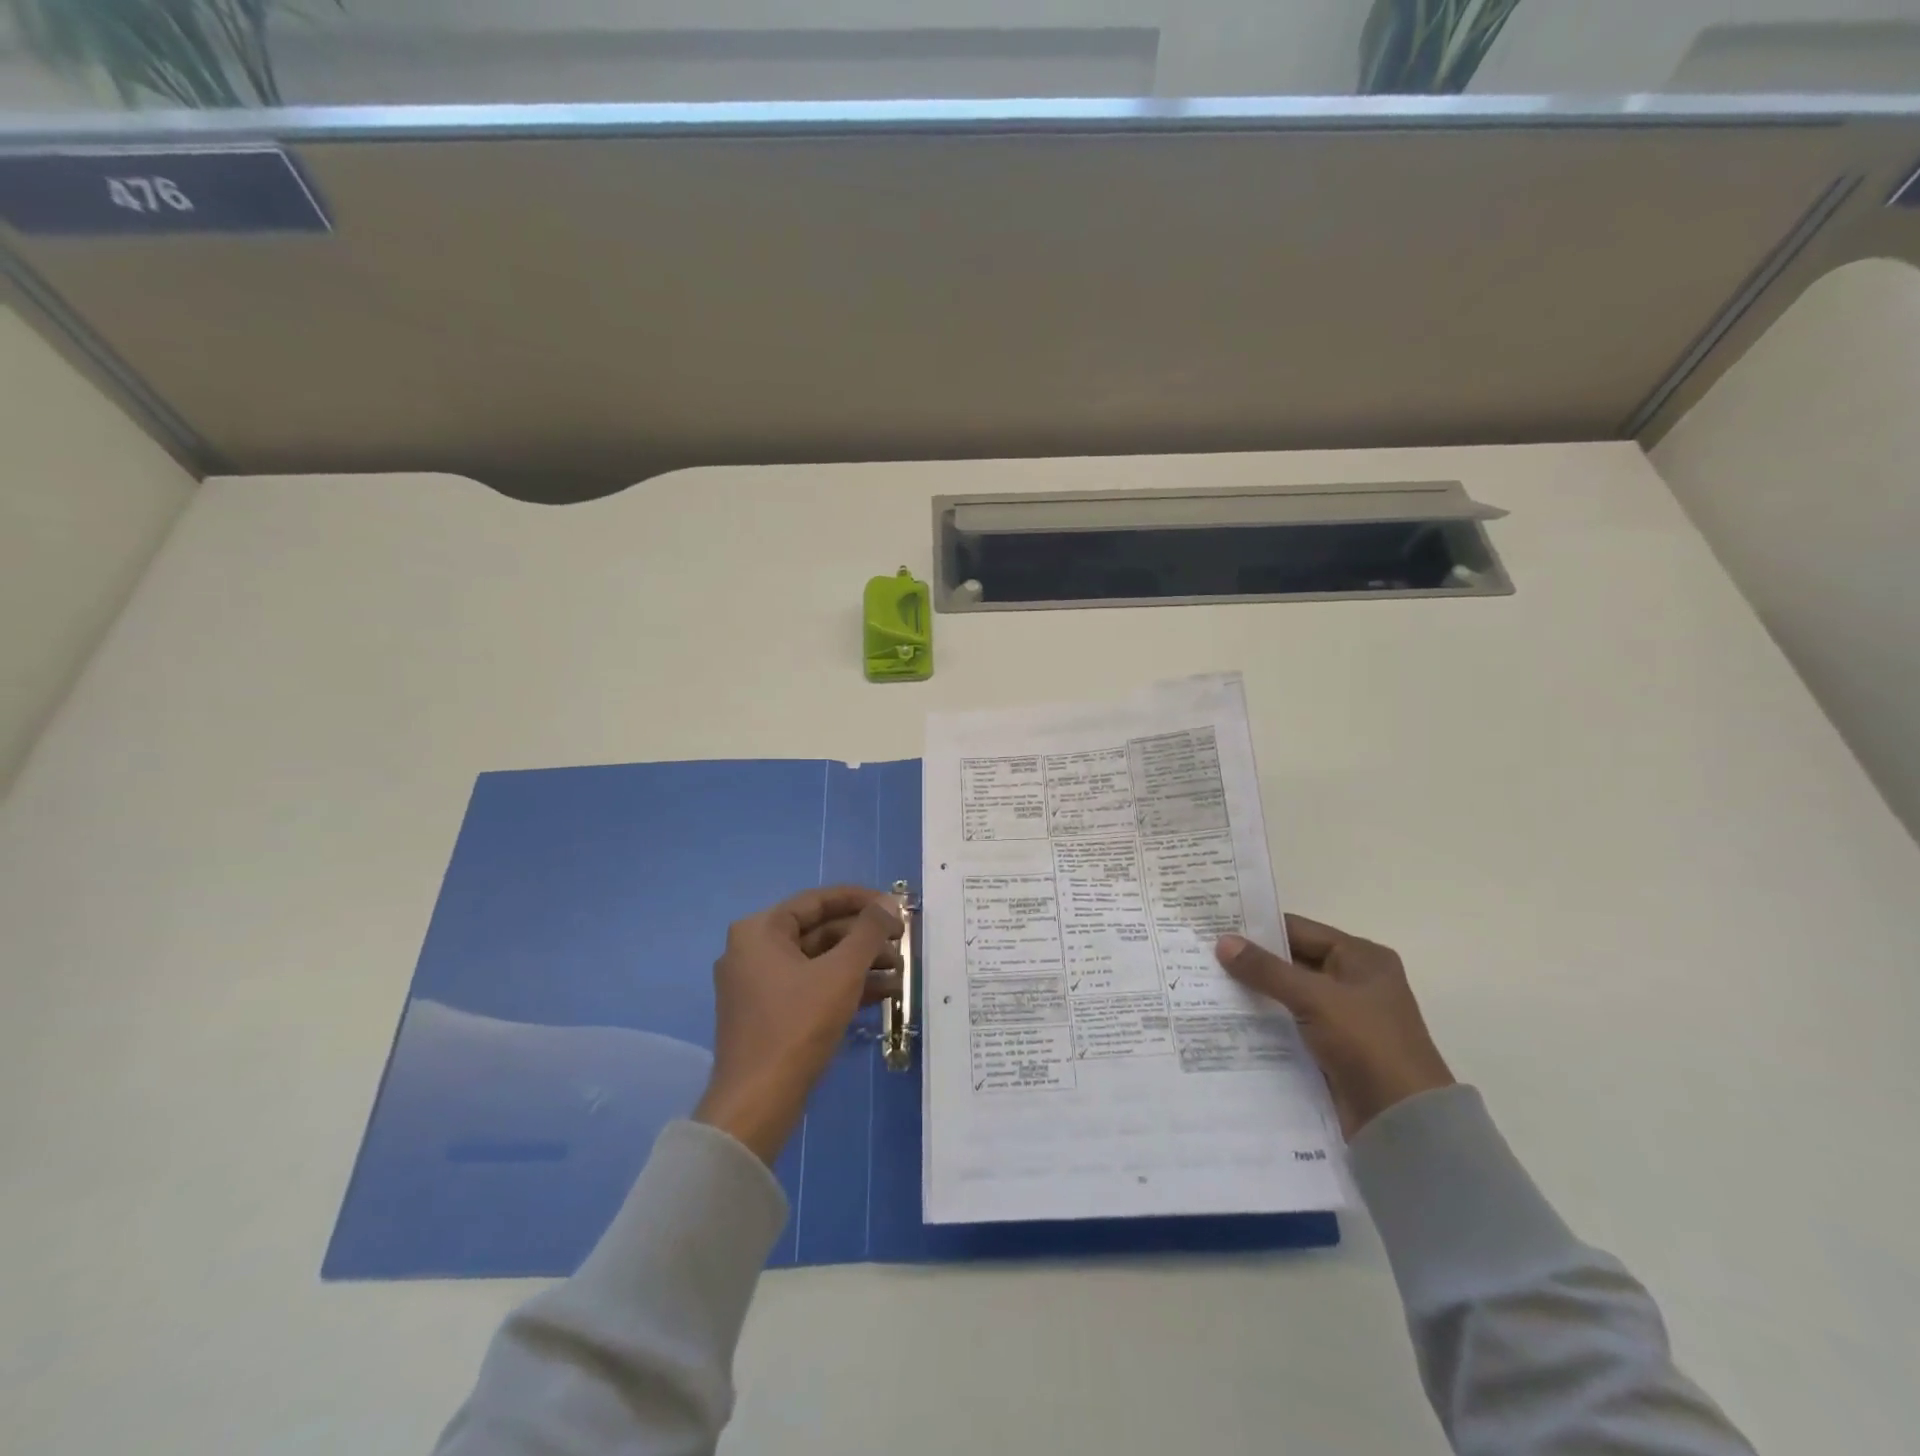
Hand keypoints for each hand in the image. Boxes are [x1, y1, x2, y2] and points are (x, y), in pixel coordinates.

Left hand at [693, 885, 903, 1163]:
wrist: (757, 1102)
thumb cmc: (798, 1025)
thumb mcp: (842, 972)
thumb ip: (869, 931)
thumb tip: (889, 903)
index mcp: (760, 930)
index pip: (817, 901)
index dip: (860, 900)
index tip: (895, 906)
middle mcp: (753, 951)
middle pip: (819, 931)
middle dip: (864, 938)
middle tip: (903, 942)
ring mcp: (758, 985)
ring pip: (819, 961)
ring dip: (860, 964)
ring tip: (901, 972)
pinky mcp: (768, 1014)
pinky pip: (811, 987)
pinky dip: (844, 987)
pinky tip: (884, 994)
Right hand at [1216, 915, 1453, 1138]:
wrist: (1403, 1122)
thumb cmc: (1367, 1043)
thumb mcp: (1314, 998)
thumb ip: (1266, 969)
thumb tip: (1222, 942)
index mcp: (1361, 957)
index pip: (1298, 930)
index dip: (1257, 928)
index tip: (1213, 926)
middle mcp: (1353, 981)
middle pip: (1291, 962)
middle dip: (1250, 962)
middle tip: (1201, 955)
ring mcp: (1342, 1017)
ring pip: (1287, 996)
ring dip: (1254, 994)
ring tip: (1205, 986)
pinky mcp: (1331, 1048)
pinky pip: (1289, 1025)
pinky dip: (1264, 1023)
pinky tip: (1227, 1021)